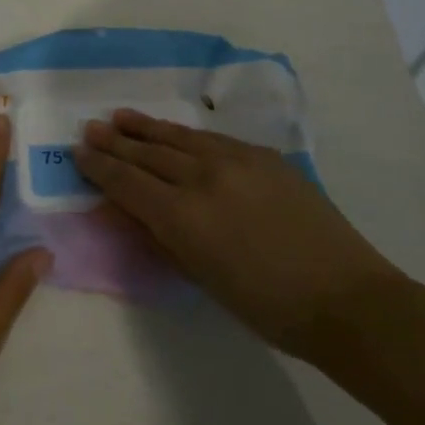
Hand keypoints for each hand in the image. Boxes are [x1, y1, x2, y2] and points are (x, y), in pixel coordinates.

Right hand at [75, 110, 403, 360]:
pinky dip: (183, 134)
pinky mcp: (262, 155)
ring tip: (120, 116)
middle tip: (90, 128)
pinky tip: (172, 131)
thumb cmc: (269, 308)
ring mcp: (235, 160)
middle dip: (115, 142)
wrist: (346, 298)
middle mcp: (203, 178)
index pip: (128, 183)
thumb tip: (135, 211)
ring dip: (145, 128)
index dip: (100, 167)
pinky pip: (211, 139)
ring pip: (178, 138)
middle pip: (148, 154)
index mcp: (184, 218)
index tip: (79, 153)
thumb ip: (164, 239)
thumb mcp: (204, 279)